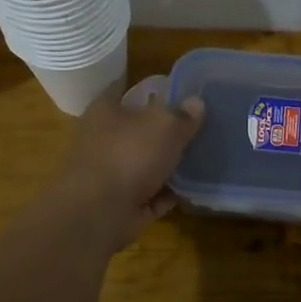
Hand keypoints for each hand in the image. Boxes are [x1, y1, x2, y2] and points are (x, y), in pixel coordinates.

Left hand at [51, 93, 205, 248]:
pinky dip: (167, 194)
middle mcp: (103, 139)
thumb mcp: (165, 125)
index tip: (177, 90)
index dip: (149, 88)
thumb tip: (196, 103)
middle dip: (163, 130)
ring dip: (167, 165)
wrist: (99, 213)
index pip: (124, 89)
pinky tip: (192, 190)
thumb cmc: (129, 154)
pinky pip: (150, 195)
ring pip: (144, 164)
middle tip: (198, 127)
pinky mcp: (119, 205)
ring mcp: (110, 174)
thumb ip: (183, 115)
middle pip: (137, 129)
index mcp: (105, 110)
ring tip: (201, 158)